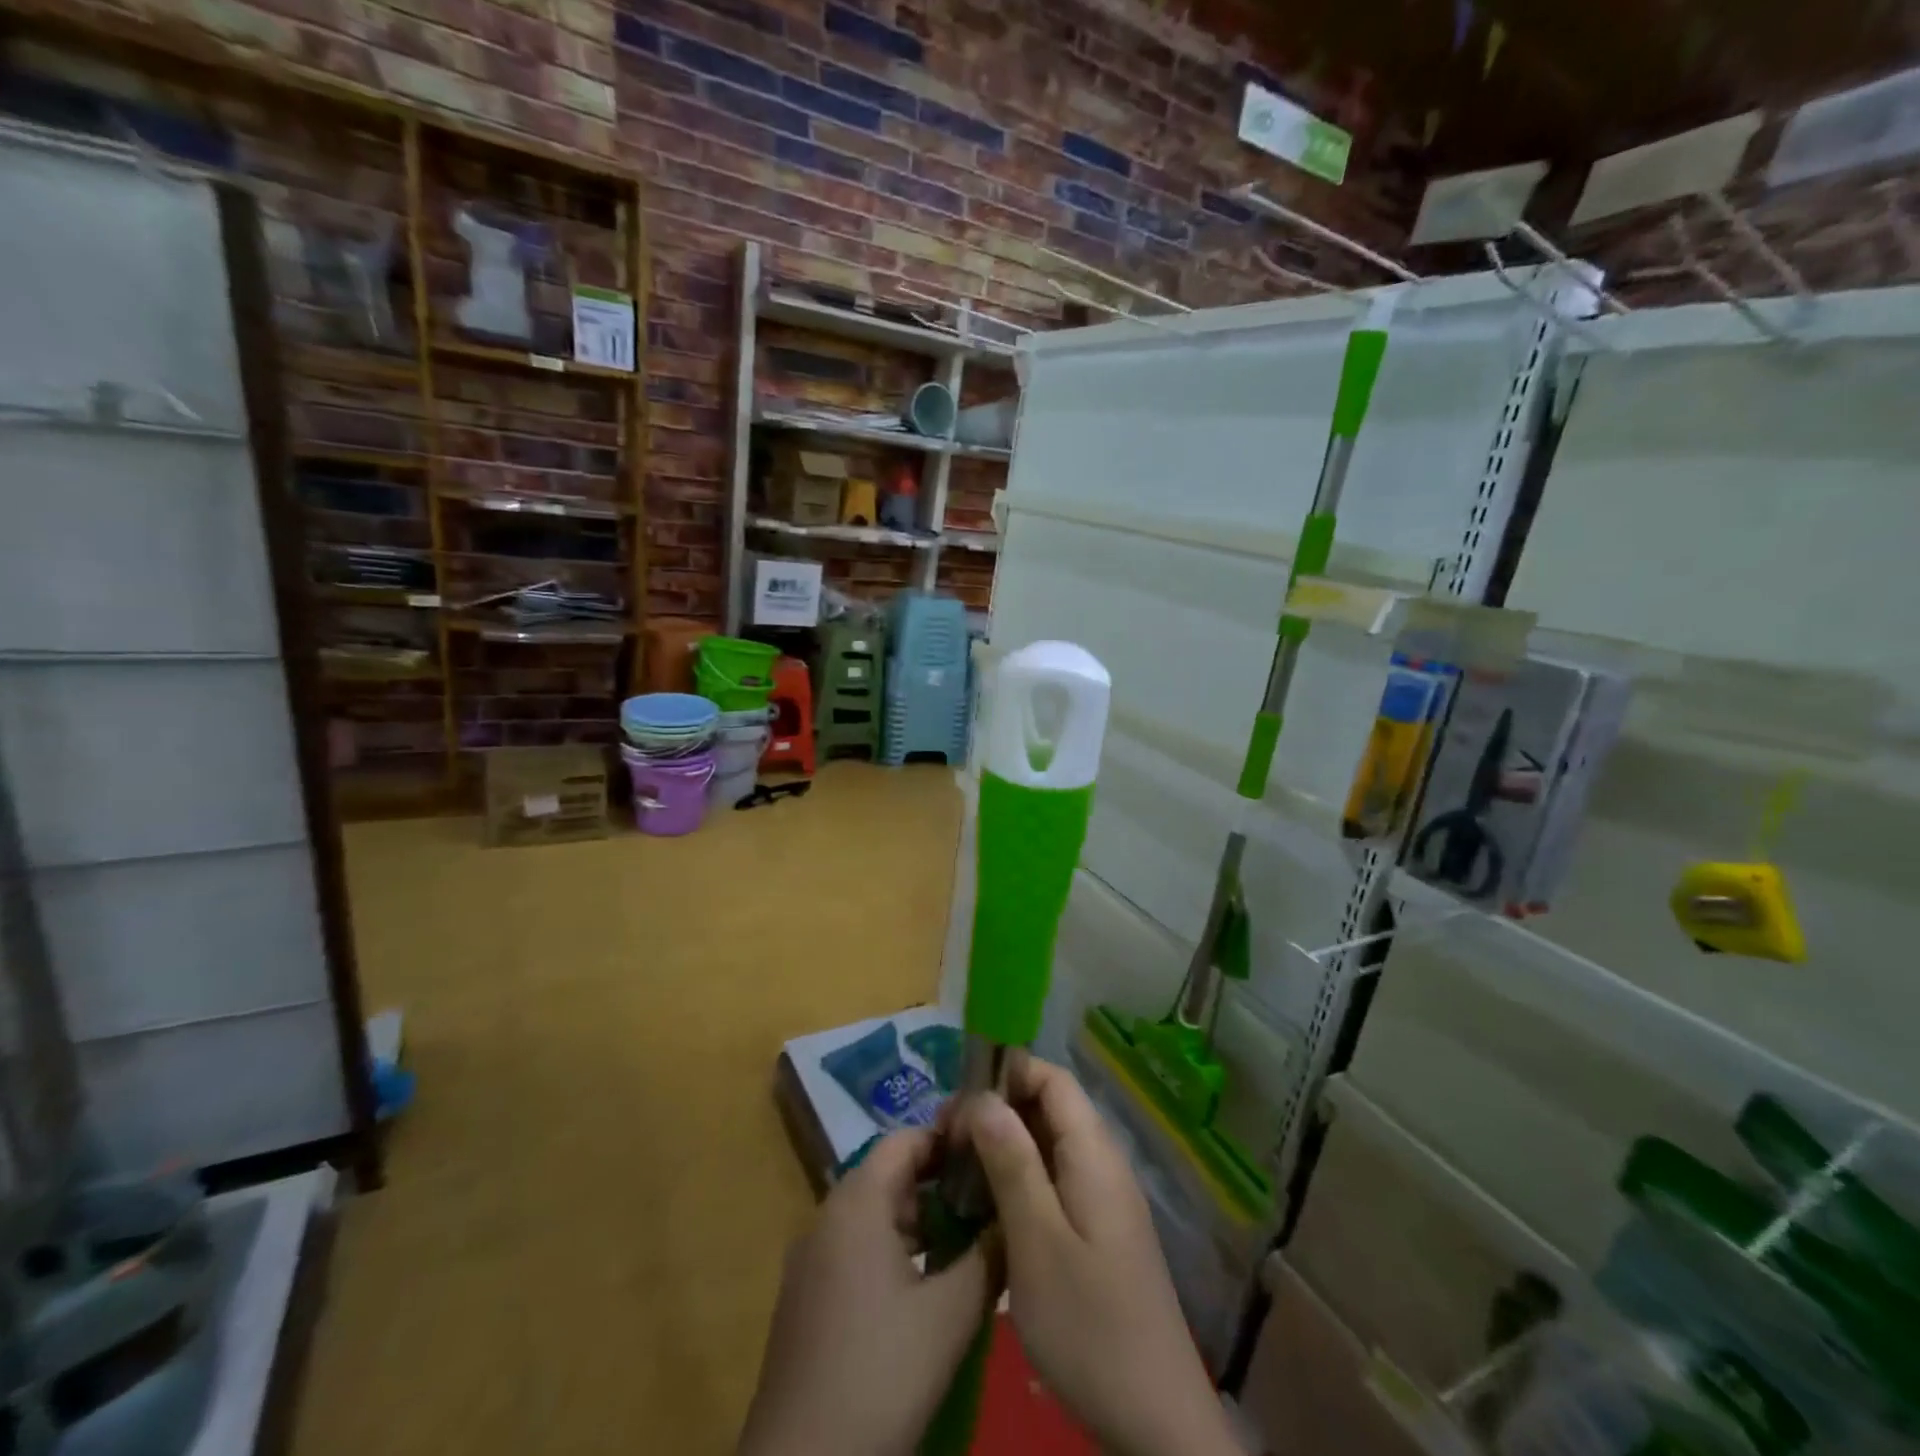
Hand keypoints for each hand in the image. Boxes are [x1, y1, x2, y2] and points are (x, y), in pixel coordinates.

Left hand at [738, 1128, 994, 1455]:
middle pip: (890, 1173)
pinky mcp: (806, 1295)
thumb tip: (1013, 1215)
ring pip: (874, 1212)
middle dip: (940, 1182)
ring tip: (968, 1239)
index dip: (949, 1139)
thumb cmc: (881, 1372)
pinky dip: (894, 1247)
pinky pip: (856, 1245)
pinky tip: (926, 1283)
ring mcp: (811, 1256)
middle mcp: (828, 1214)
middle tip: (988, 1199)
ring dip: (920, 1219)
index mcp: (857, 1201)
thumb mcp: (950, 1313)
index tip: (990, 1153)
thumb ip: (988, 1255)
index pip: (906, 1139)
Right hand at [960, 1057, 1239, 1455]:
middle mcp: (1103, 1164)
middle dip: (998, 1111)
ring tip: (958, 1170)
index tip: (958, 1101)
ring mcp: (1103, 1200)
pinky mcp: (1099, 1232)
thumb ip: (1011, 1162)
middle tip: (947, 1141)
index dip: (1006, 1074)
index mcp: (1094, 1154)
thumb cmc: (1090, 1325)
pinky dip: (1019, 1179)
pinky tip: (988, 1207)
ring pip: (1049, 1146)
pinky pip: (1055, 1181)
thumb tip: (983, 1098)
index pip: (1052, 1078)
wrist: (1156, 1422)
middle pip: (1049, 1108)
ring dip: (1004, 1146)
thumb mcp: (1038, 1241)